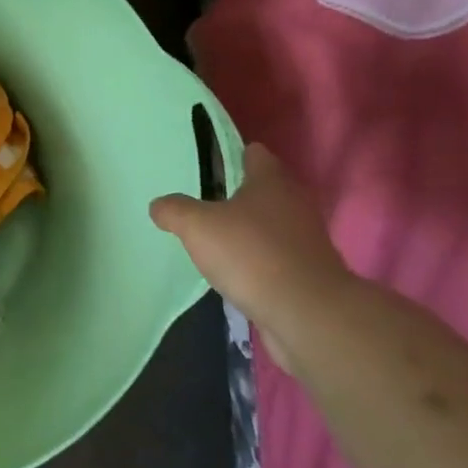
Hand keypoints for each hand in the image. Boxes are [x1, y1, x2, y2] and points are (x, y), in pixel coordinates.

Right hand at [149, 143, 352, 368]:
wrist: (307, 314)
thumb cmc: (251, 254)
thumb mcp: (197, 226)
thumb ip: (174, 210)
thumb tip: (159, 206)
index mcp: (271, 181)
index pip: (254, 153)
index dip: (230, 154)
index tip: (206, 163)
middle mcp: (294, 203)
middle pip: (263, 188)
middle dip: (235, 193)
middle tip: (201, 200)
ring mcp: (305, 239)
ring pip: (270, 223)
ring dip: (247, 228)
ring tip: (213, 237)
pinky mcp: (308, 272)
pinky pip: (275, 255)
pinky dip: (257, 258)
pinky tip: (234, 269)